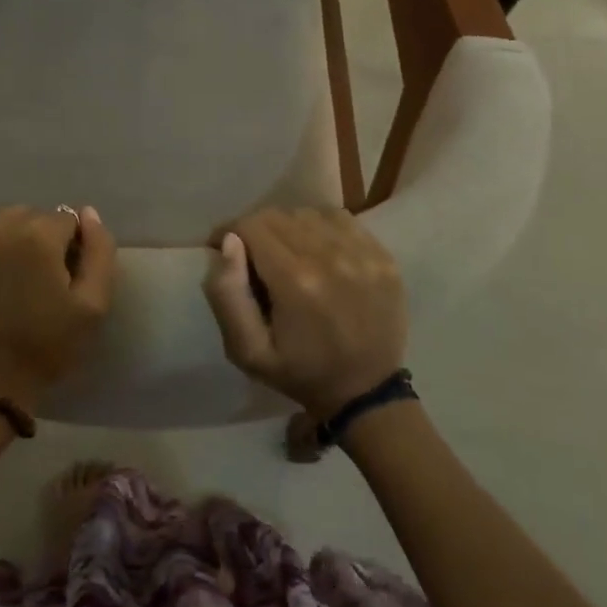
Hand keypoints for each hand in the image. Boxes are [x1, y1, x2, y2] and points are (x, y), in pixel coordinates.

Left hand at [0, 205, 116, 414]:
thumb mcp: (93, 307)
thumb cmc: (46, 347)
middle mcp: (2, 225)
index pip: (68, 220)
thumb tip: (89, 213)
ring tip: (13, 268)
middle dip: (43, 238)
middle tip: (40, 276)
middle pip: (35, 215)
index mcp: (40, 236)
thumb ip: (100, 252)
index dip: (72, 247)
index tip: (66, 276)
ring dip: (13, 232)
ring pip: (3, 215)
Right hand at [203, 208, 405, 416]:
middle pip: (277, 215)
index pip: (250, 226)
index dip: (229, 232)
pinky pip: (340, 219)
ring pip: (307, 214)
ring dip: (289, 227)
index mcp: (295, 280)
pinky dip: (321, 228)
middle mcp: (330, 256)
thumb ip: (227, 294)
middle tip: (255, 257)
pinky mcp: (382, 255)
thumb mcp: (247, 350)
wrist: (366, 393)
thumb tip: (229, 242)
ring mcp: (362, 253)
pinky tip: (319, 251)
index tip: (224, 248)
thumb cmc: (300, 372)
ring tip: (288, 254)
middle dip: (256, 230)